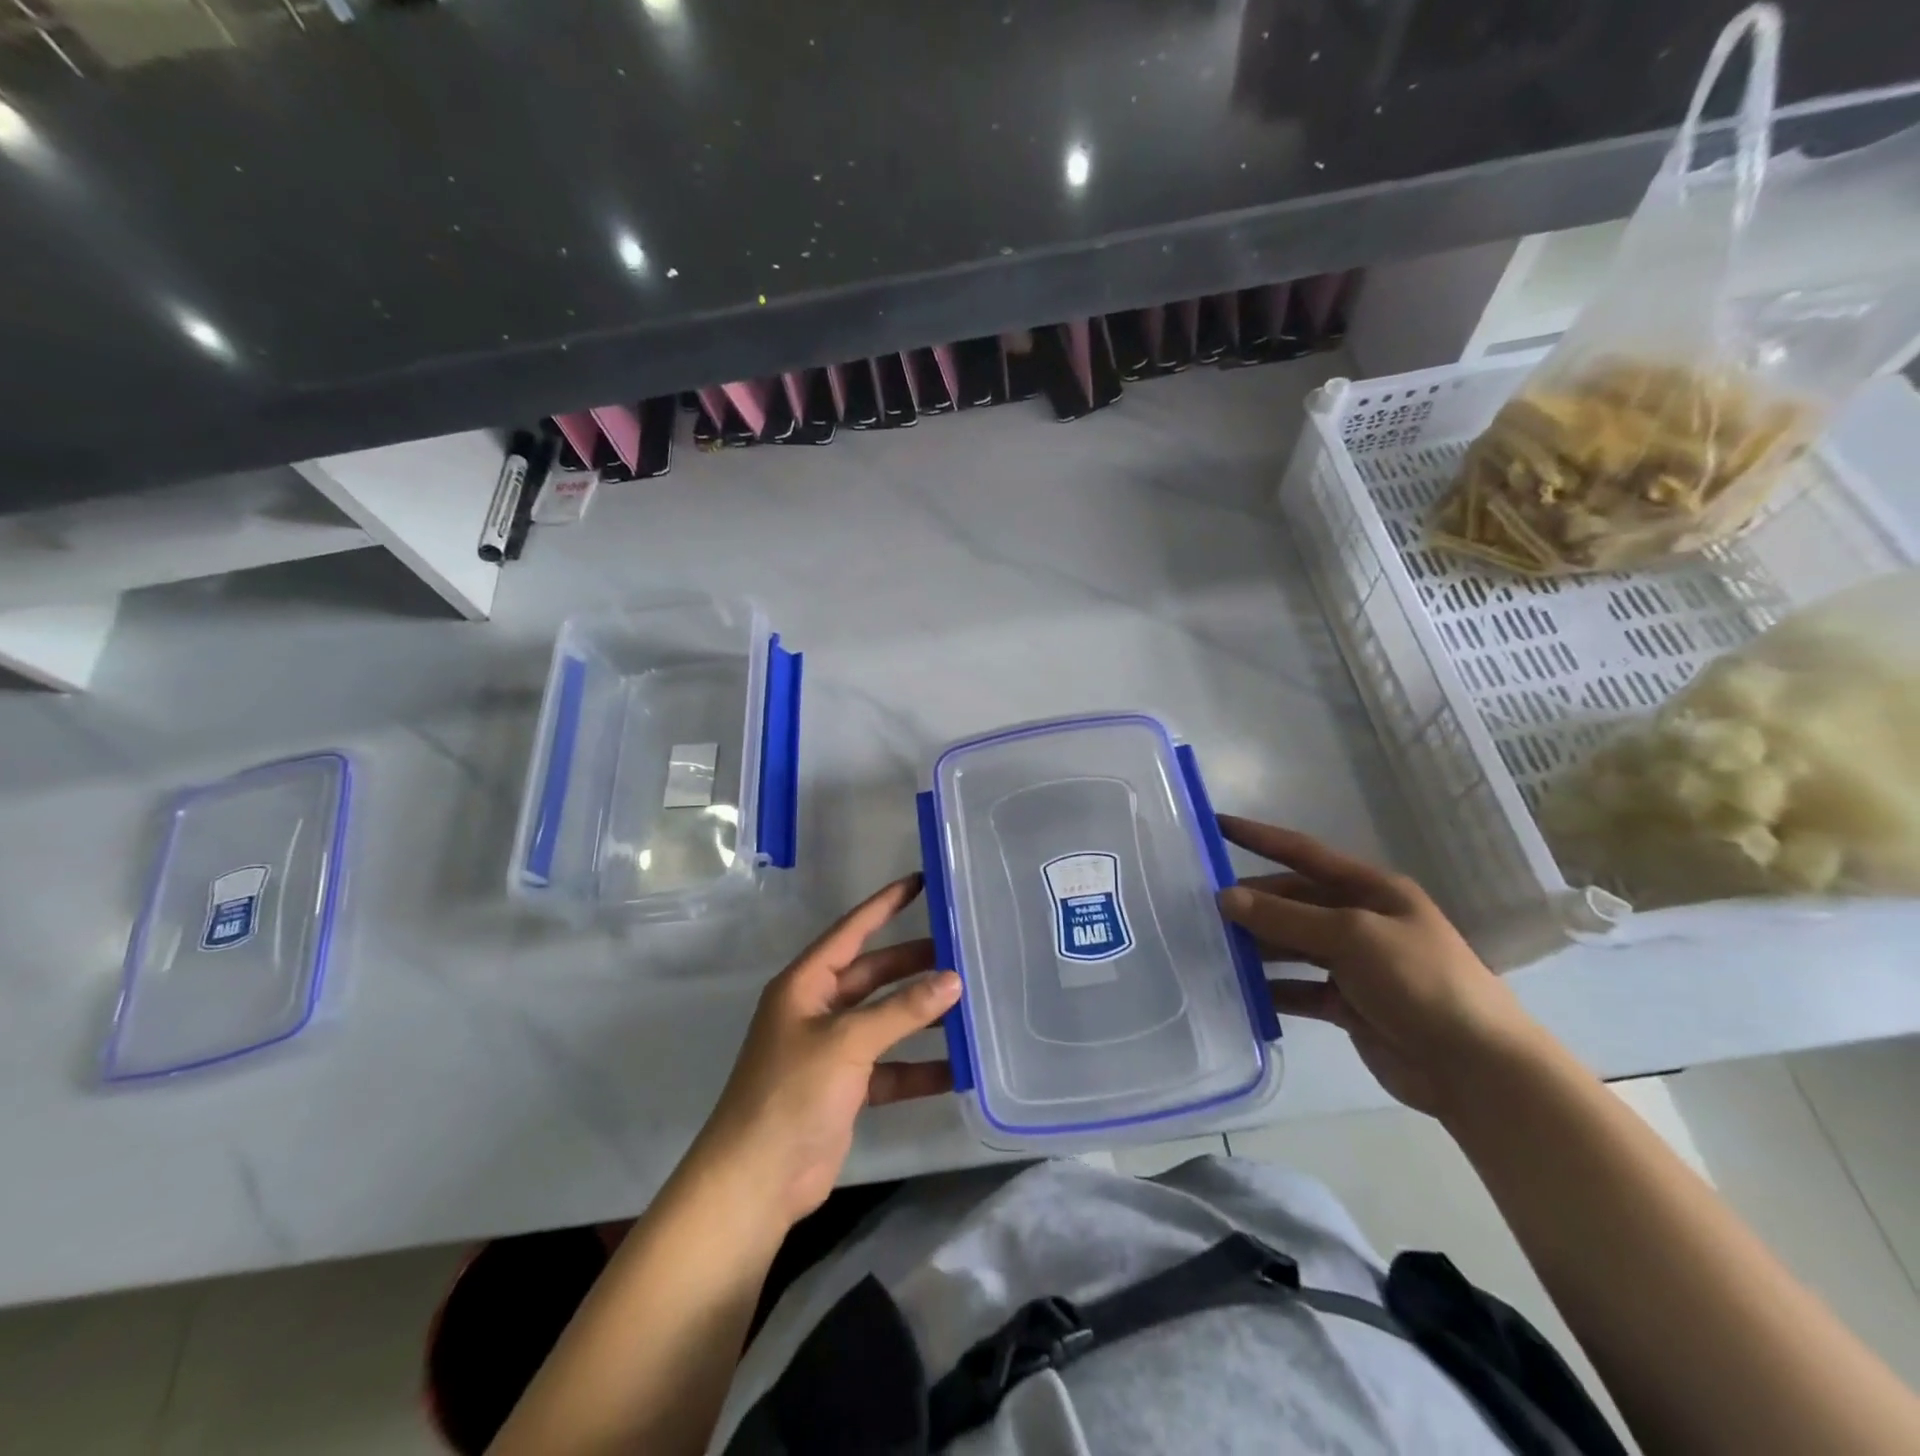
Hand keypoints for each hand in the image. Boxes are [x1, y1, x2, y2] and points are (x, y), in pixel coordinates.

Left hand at [694, 875, 961, 1226]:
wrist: (755, 1181)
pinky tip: (957, 1068)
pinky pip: (889, 1067)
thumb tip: (953, 980)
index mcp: (806, 984)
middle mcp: (818, 1010)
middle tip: (961, 952)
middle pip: (874, 976)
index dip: (884, 905)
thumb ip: (902, 1010)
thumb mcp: (848, 1042)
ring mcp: (831, 1050)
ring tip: (969, 1005)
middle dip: (914, 965)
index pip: (851, 931)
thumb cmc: (792, 1093)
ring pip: (885, 1021)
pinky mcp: (845, 1089)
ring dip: (921, 1016)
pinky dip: (918, 1067)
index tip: (920, 882)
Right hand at [1216, 816, 1533, 1114]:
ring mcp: (1354, 964)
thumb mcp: (1352, 936)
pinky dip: (1270, 990)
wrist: (1477, 1068)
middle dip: (1251, 903)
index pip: (1303, 853)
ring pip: (1290, 945)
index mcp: (1370, 890)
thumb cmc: (1420, 981)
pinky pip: (1297, 989)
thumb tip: (1224, 897)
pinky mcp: (1347, 1004)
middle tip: (1198, 906)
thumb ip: (1286, 917)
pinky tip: (1237, 991)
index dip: (1259, 838)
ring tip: (1208, 946)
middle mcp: (1359, 920)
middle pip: (1292, 902)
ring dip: (1256, 946)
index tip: (1215, 825)